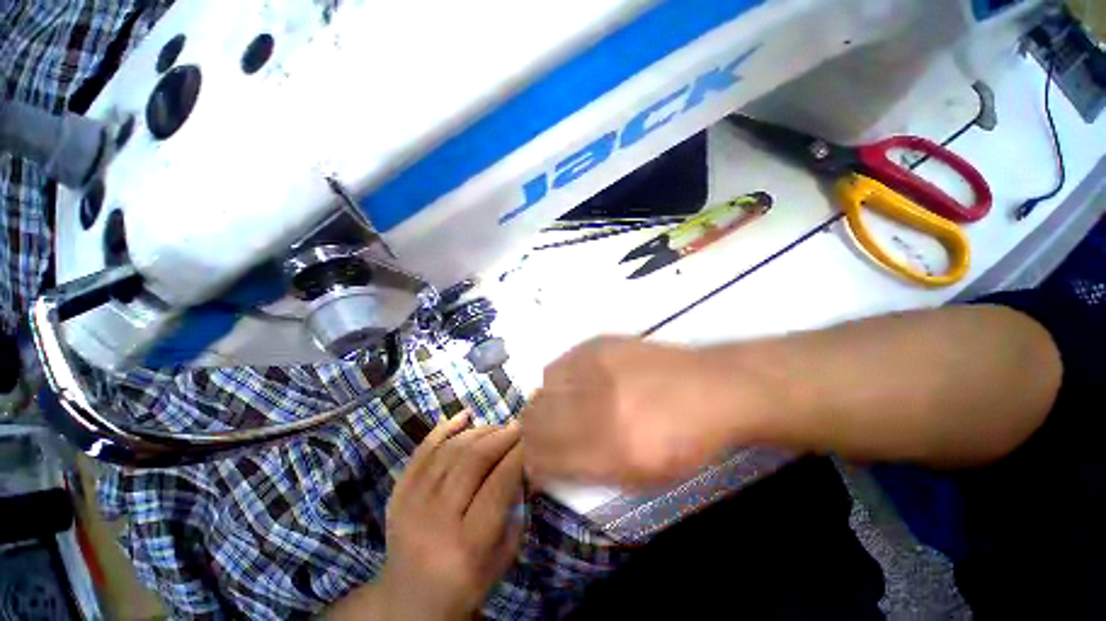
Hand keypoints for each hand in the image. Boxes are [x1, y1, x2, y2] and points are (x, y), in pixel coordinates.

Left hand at [328, 412, 523, 620]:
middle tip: (518, 426)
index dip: (518, 454)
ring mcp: (410, 505)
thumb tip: (523, 462)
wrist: (407, 602)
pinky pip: (422, 451)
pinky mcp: (396, 495)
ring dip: (479, 431)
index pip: (498, 484)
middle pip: (473, 462)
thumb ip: (516, 508)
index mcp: (467, 546)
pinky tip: (464, 416)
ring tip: (498, 427)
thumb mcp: (503, 557)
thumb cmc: (465, 583)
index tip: (532, 437)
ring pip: (450, 451)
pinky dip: (444, 429)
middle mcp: (435, 522)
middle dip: (501, 436)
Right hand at [523, 336, 762, 487]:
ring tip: (560, 408)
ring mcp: (596, 369)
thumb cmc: (685, 440)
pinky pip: (557, 365)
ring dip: (543, 405)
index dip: (532, 463)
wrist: (711, 386)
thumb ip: (588, 471)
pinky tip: (574, 384)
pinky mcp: (598, 345)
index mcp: (610, 449)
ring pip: (540, 389)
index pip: (543, 458)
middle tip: (542, 435)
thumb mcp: (641, 476)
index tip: (535, 462)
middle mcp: (597, 405)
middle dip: (531, 433)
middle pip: (534, 420)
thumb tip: (549, 462)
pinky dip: (557, 380)